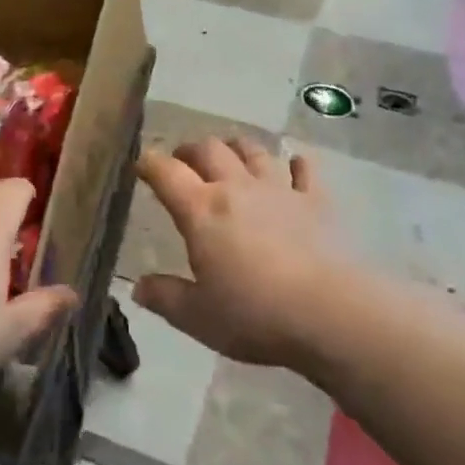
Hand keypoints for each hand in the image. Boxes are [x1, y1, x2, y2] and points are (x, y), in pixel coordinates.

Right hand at [133, 138, 347, 369]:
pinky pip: (304, 170)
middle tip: (183, 160)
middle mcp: (236, 187)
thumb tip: (138, 287)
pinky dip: (296, 164)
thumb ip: (165, 298)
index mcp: (201, 211)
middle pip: (209, 150)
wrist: (326, 312)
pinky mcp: (314, 200)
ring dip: (236, 147)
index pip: (166, 173)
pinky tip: (295, 165)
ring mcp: (278, 189)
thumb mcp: (198, 317)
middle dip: (190, 150)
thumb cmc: (254, 315)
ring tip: (229, 154)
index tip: (140, 163)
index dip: (149, 163)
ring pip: (252, 151)